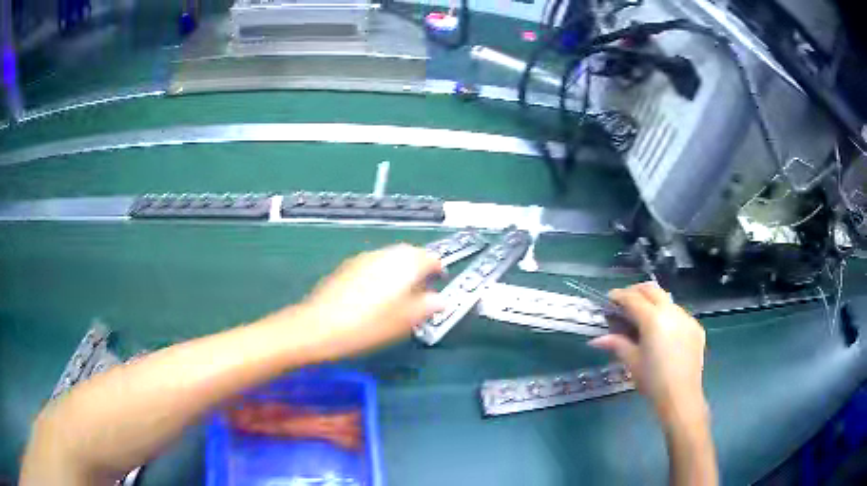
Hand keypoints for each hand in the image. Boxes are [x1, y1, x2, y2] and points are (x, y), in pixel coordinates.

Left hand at [287, 244, 443, 359]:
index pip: (430, 257)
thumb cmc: (368, 326)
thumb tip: (440, 300)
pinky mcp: (347, 267)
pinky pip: (373, 264)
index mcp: (403, 264)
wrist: (320, 326)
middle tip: (424, 287)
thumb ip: (426, 307)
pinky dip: (382, 273)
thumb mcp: (404, 321)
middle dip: (419, 267)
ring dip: (401, 269)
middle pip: (409, 253)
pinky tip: (377, 294)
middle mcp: (384, 255)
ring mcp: (363, 259)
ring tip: (401, 293)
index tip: (441, 281)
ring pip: (390, 258)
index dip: (438, 269)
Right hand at [589, 282, 707, 426]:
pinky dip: (667, 315)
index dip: (619, 296)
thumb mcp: (632, 362)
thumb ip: (616, 344)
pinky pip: (679, 314)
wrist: (681, 396)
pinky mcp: (696, 327)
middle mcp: (671, 312)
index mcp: (653, 319)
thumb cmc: (652, 381)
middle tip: (625, 301)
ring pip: (667, 300)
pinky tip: (663, 332)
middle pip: (652, 290)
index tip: (609, 298)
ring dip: (653, 302)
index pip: (632, 299)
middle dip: (636, 291)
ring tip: (644, 317)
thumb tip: (596, 340)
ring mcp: (686, 318)